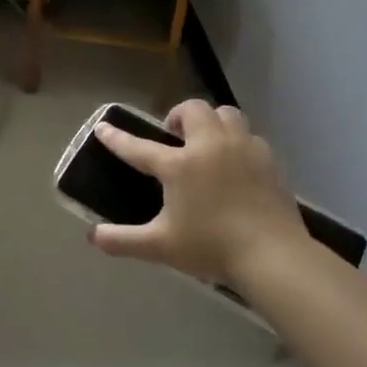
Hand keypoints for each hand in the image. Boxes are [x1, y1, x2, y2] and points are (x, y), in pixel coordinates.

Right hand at [88, 100, 310, 291]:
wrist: (273, 256)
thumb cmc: (211, 247)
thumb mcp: (160, 247)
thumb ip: (123, 240)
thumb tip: (92, 237)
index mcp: (180, 165)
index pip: (139, 147)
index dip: (117, 138)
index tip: (103, 127)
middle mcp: (210, 147)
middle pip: (193, 110)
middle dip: (178, 115)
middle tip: (172, 136)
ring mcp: (243, 149)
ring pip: (226, 114)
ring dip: (211, 121)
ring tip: (205, 142)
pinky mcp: (268, 161)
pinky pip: (249, 136)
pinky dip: (237, 142)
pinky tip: (235, 164)